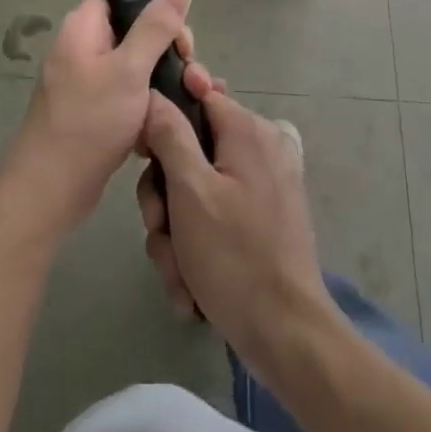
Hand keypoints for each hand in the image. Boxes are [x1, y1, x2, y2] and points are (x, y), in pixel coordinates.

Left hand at [0, 0, 193, 247]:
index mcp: (83, 28)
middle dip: (167, 54)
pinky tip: (167, 126)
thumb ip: (155, 28)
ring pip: (135, 69)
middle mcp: (82, 48)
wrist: (51, 189)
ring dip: (163, 84)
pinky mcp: (92, 112)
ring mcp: (86, 82)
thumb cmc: (90, 121)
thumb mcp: (129, 69)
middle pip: (135, 34)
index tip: (179, 40)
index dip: (154, 11)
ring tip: (189, 102)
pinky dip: (147, 108)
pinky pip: (127, 97)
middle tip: (190, 79)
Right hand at [137, 67, 334, 372]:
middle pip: (190, 149)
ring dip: (175, 232)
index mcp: (248, 131)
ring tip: (178, 270)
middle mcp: (259, 150)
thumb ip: (169, 134)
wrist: (286, 337)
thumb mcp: (190, 191)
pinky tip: (190, 285)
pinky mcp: (260, 222)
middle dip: (164, 195)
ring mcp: (261, 188)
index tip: (144, 151)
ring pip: (194, 191)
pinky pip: (213, 218)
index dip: (164, 117)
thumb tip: (155, 94)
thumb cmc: (234, 256)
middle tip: (159, 227)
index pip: (198, 94)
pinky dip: (196, 248)